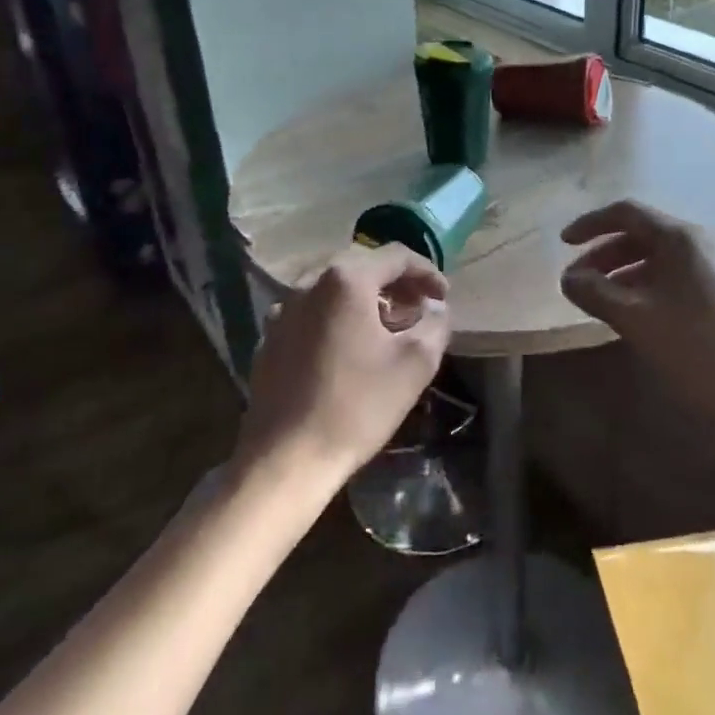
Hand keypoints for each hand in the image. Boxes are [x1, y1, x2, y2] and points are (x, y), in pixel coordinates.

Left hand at [235, 243, 450, 501]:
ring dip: (367, 299)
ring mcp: (283, 310)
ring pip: (335, 288)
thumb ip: (434, 323)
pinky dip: (339, 316)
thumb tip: (435, 306)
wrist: (286, 458)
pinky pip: (313, 311)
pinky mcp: (270, 338)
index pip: (396, 256)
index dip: (427, 272)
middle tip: (420, 308)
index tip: (444, 297)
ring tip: (389, 326)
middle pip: (362, 266)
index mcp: (346, 280)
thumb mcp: (415, 364)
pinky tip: (351, 347)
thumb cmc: (357, 406)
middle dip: (396, 283)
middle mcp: (309, 283)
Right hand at [560, 200, 714, 411]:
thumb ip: (596, 293)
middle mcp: (703, 244)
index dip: (590, 224)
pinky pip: (678, 279)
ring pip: (661, 260)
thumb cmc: (699, 348)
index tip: (563, 244)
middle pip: (643, 235)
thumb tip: (568, 277)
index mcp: (681, 238)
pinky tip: (638, 317)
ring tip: (603, 303)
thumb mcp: (637, 320)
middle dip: (605, 255)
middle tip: (579, 282)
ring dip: (626, 274)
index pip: (627, 213)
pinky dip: (649, 288)